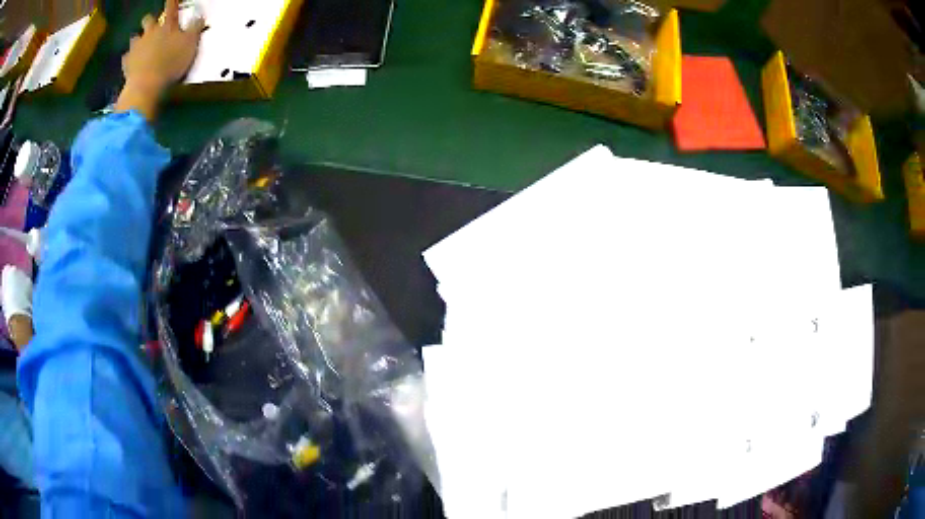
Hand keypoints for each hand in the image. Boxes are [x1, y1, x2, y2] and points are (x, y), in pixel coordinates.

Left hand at [116, 0, 204, 119]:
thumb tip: (199, 16)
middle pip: (148, 20)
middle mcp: (150, 32)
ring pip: (135, 38)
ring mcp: (136, 47)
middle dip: (150, 20)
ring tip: (140, 45)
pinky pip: (126, 58)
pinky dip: (129, 59)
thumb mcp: (190, 45)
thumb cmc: (171, 63)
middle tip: (152, 25)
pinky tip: (131, 62)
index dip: (172, 1)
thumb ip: (195, 28)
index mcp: (167, 26)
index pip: (171, 7)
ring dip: (138, 40)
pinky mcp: (127, 63)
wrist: (146, 86)